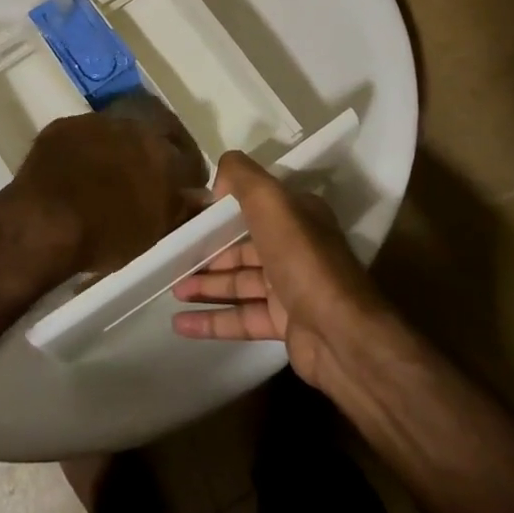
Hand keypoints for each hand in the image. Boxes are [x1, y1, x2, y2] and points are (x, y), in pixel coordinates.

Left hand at [6, 101, 206, 277]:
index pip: (189, 157)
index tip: (183, 190)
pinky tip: (78, 172)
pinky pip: (84, 136)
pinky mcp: (63, 126)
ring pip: (118, 132)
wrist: (43, 223)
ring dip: (119, 148)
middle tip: (148, 177)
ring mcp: (96, 122)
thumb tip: (200, 197)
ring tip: (109, 175)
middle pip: (155, 134)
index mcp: (163, 152)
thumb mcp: (155, 233)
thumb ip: (182, 209)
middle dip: (156, 152)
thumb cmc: (106, 234)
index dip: (187, 174)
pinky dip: (86, 151)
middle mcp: (134, 126)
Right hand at [169, 151, 391, 394]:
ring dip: (206, 284)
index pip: (254, 205)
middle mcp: (296, 247)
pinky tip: (180, 324)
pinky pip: (242, 317)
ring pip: (240, 281)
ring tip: (172, 289)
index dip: (220, 210)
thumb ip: (242, 177)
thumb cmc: (302, 260)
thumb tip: (218, 178)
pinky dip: (212, 319)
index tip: (187, 215)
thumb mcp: (271, 202)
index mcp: (297, 215)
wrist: (341, 334)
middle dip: (208, 250)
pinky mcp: (285, 324)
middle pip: (243, 245)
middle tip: (173, 256)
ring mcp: (291, 288)